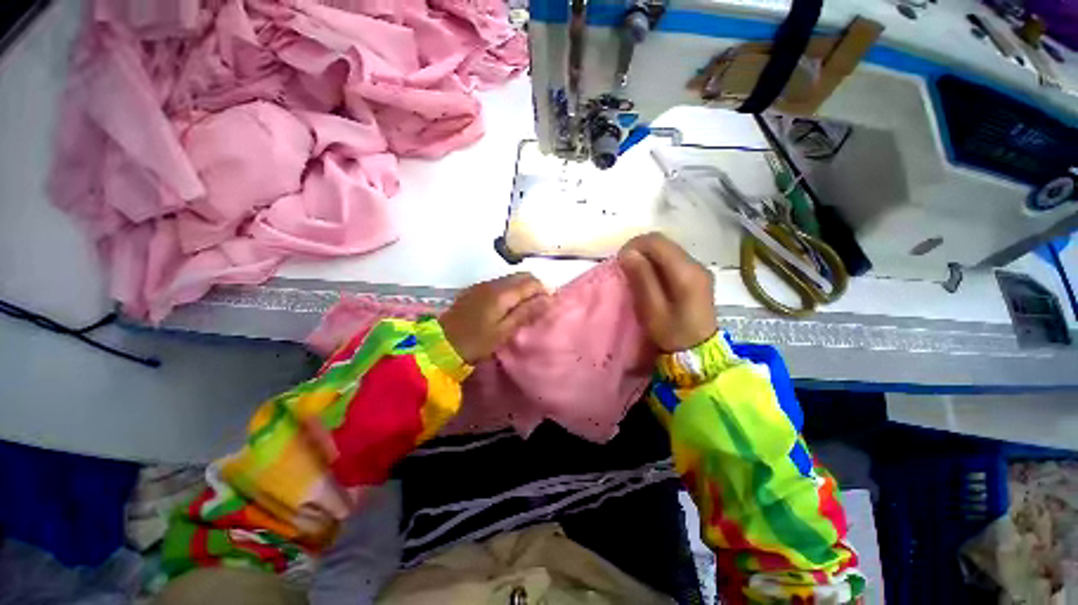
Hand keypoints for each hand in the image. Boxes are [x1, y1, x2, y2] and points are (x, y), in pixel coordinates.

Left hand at [440, 273, 550, 363]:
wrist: (440, 344)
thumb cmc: (476, 342)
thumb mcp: (504, 331)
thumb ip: (526, 313)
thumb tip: (549, 299)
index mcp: (502, 293)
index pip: (531, 282)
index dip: (544, 291)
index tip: (548, 306)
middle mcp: (493, 283)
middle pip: (522, 276)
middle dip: (534, 287)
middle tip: (538, 307)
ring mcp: (482, 285)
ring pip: (510, 279)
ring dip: (522, 288)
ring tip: (525, 307)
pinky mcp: (475, 290)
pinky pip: (499, 283)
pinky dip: (510, 290)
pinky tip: (508, 305)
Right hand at [619, 233, 716, 351]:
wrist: (700, 354)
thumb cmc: (672, 333)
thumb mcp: (652, 309)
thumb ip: (641, 278)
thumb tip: (628, 253)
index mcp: (686, 272)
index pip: (657, 241)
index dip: (635, 245)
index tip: (620, 260)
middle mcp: (696, 264)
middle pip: (664, 242)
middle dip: (641, 249)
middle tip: (625, 267)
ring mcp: (700, 269)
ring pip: (668, 249)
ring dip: (648, 256)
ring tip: (635, 272)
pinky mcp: (698, 276)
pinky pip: (673, 259)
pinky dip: (658, 262)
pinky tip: (650, 277)